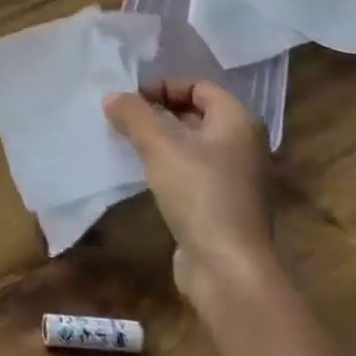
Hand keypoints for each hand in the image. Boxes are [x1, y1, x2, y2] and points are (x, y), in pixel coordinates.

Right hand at [105, 80, 275, 306]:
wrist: (229, 269)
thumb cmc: (199, 194)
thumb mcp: (158, 146)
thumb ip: (133, 115)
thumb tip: (112, 96)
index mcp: (237, 122)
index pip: (199, 86)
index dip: (164, 86)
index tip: (131, 99)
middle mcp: (243, 145)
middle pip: (196, 114)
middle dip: (159, 112)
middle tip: (124, 119)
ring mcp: (237, 178)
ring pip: (193, 145)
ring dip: (161, 141)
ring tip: (128, 143)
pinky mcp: (224, 205)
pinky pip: (194, 172)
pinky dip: (170, 166)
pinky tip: (145, 174)